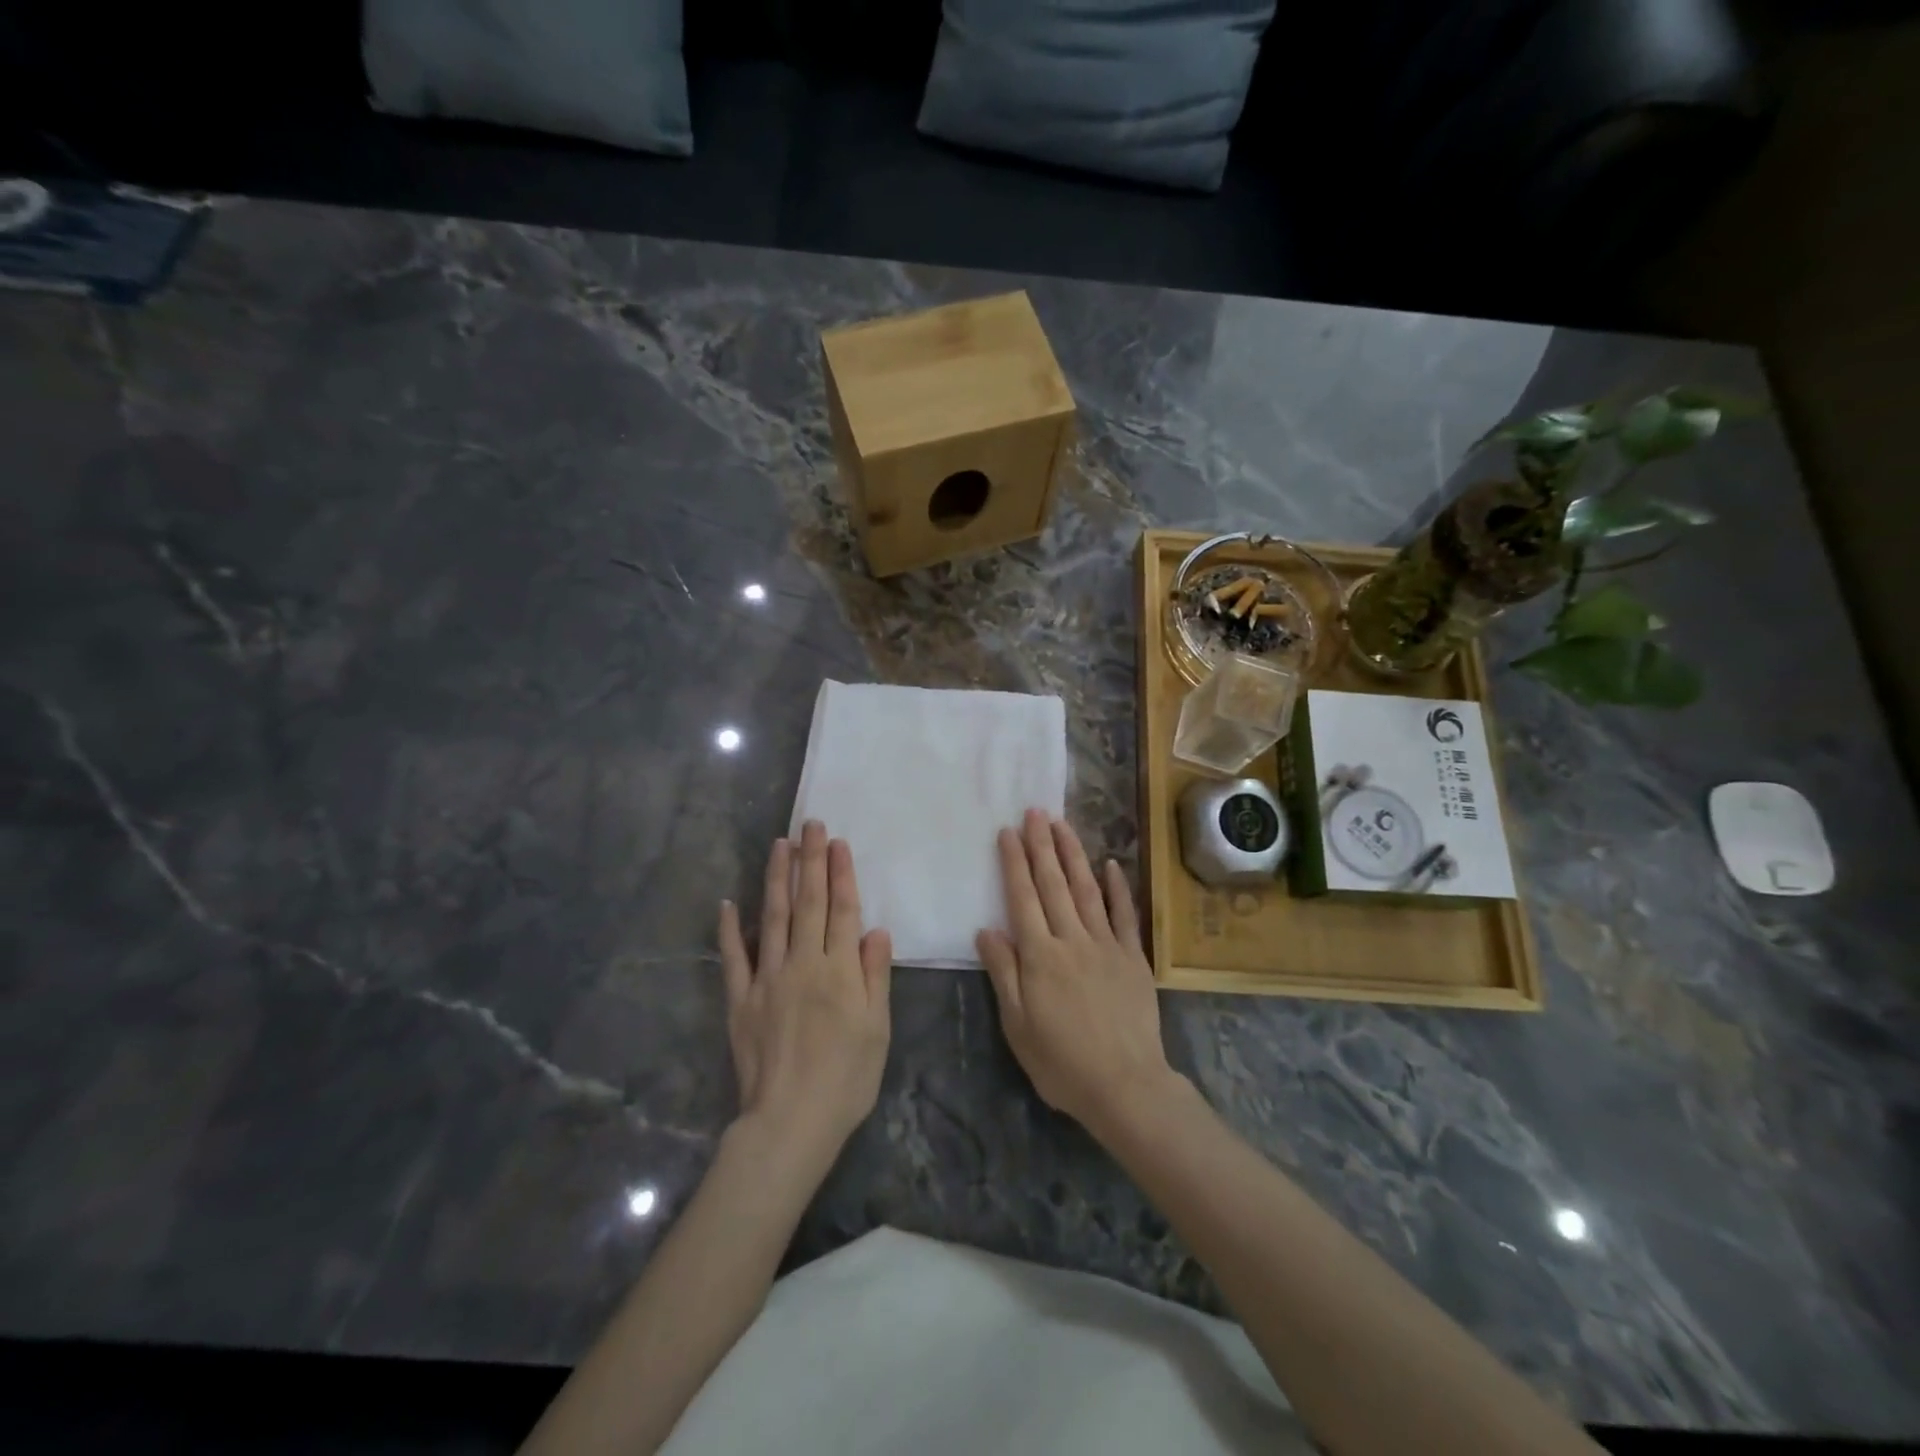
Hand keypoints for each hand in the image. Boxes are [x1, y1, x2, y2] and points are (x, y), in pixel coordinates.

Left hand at [718, 821, 893, 1159]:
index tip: (837, 842)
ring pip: (774, 918)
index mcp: (839, 970)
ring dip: (777, 879)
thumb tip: (875, 929)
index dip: (841, 874)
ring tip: (779, 845)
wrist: (790, 1122)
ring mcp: (768, 979)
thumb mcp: (878, 1029)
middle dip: (810, 861)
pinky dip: (731, 929)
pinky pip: (735, 958)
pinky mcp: (741, 999)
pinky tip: (729, 903)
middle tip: (809, 824)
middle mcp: (803, 963)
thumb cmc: (846, 1078)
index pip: (842, 910)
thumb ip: (875, 975)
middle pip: (809, 903)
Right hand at [977, 809, 1177, 1136]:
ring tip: (1062, 824)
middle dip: (1042, 845)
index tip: (1008, 832)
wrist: (1125, 1085)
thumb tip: (986, 929)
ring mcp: (1106, 945)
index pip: (1023, 898)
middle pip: (1053, 884)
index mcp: (1040, 956)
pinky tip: (1110, 863)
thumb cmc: (1062, 1062)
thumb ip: (1004, 973)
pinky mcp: (1133, 957)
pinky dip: (1117, 887)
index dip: (1014, 863)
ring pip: (1087, 890)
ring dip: (1073, 854)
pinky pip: (1124, 914)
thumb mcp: (1018, 1025)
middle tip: (1035, 812)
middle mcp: (1072, 940)